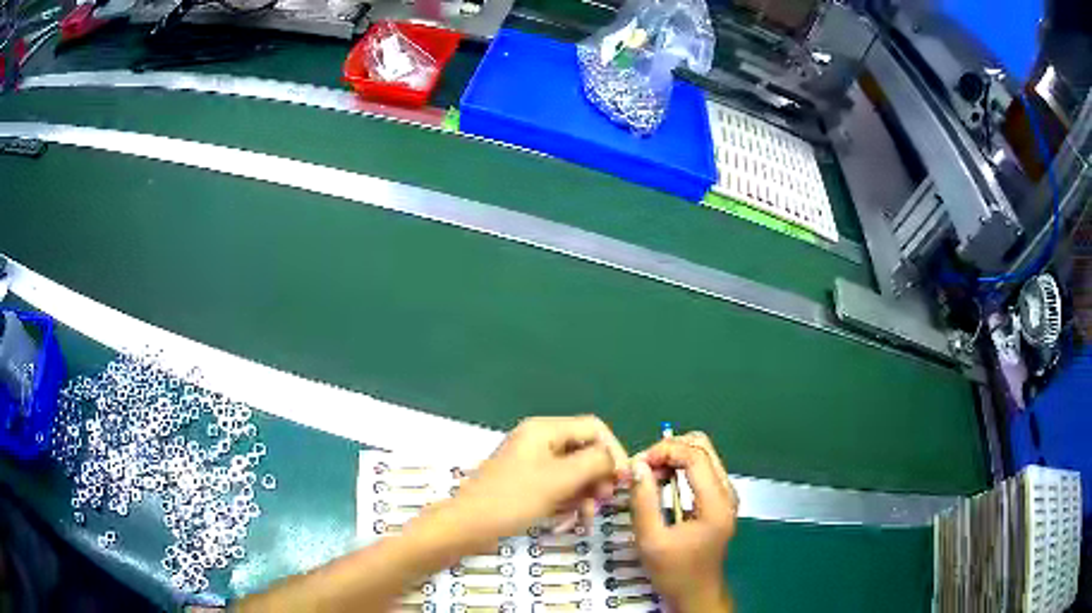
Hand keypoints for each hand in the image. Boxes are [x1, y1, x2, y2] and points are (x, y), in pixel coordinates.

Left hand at [446, 416, 628, 547]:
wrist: (468, 524)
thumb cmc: (513, 499)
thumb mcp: (559, 480)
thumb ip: (594, 463)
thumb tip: (615, 459)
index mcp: (545, 429)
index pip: (594, 428)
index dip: (613, 451)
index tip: (621, 480)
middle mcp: (539, 440)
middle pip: (584, 450)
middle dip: (598, 477)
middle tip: (603, 502)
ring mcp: (531, 462)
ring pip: (573, 472)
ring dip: (584, 494)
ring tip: (585, 517)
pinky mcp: (526, 482)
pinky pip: (558, 486)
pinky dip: (567, 501)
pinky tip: (567, 521)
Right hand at [630, 432, 737, 612]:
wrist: (697, 594)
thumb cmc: (675, 572)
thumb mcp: (651, 541)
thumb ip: (644, 502)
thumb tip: (638, 466)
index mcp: (716, 503)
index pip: (695, 456)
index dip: (664, 451)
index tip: (637, 464)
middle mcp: (727, 492)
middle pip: (702, 446)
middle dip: (669, 449)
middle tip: (642, 466)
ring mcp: (725, 494)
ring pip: (702, 454)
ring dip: (673, 457)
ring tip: (647, 475)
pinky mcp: (719, 499)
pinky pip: (700, 469)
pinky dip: (679, 467)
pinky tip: (660, 483)